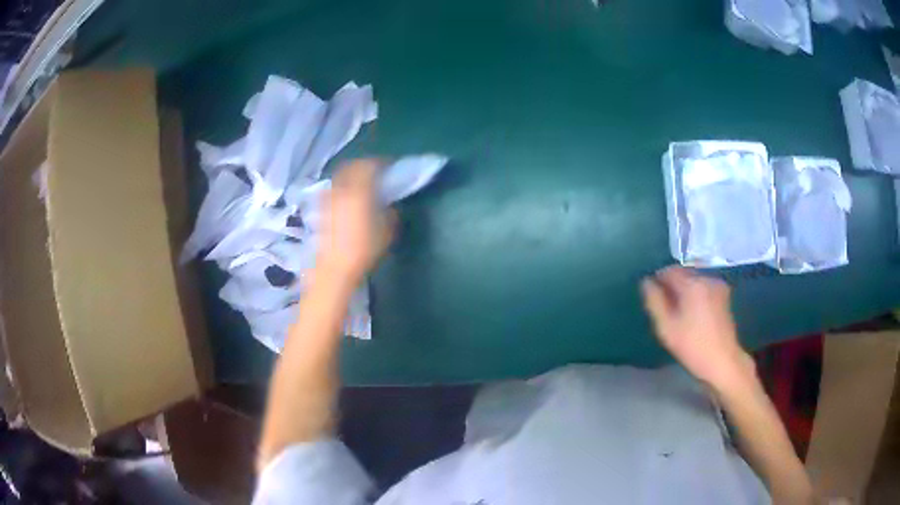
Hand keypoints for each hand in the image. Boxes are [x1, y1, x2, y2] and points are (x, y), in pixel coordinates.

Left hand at [318, 159, 395, 282]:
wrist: (335, 268)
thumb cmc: (364, 249)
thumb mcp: (387, 231)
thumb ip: (390, 213)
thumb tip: (389, 205)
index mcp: (359, 191)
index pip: (368, 166)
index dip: (379, 163)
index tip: (388, 167)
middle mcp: (341, 190)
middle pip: (350, 167)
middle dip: (362, 166)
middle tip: (373, 172)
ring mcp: (328, 199)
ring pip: (339, 178)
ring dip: (349, 177)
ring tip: (359, 186)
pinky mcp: (321, 210)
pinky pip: (332, 191)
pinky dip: (340, 189)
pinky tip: (346, 200)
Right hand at [641, 266, 753, 390]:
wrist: (722, 360)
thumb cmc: (692, 346)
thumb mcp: (666, 327)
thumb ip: (654, 301)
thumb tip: (646, 282)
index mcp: (692, 284)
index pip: (669, 271)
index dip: (658, 280)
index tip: (653, 296)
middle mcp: (707, 278)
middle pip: (683, 272)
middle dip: (672, 284)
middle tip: (665, 306)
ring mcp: (718, 284)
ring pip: (694, 278)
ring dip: (684, 288)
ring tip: (679, 310)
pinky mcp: (724, 293)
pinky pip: (704, 285)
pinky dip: (696, 292)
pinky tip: (694, 311)